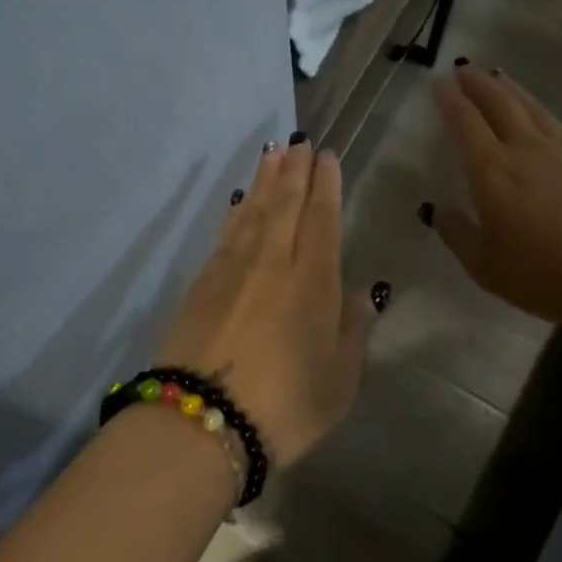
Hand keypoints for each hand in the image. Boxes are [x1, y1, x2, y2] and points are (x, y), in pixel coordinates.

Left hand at [158, 142, 373, 465]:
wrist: (201, 420)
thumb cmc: (285, 406)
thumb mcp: (338, 380)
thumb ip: (351, 330)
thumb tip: (359, 292)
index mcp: (312, 281)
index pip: (322, 218)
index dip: (326, 185)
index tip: (326, 156)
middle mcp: (272, 262)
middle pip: (286, 204)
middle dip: (295, 169)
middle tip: (300, 141)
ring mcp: (232, 268)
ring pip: (254, 210)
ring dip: (266, 179)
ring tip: (273, 153)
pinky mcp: (202, 281)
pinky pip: (226, 231)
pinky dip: (237, 210)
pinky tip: (241, 200)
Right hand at [427, 66, 561, 333]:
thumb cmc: (549, 275)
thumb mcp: (487, 268)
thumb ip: (458, 235)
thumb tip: (439, 210)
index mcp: (492, 172)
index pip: (465, 123)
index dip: (450, 101)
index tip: (439, 84)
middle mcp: (525, 149)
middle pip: (498, 103)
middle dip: (477, 84)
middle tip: (463, 69)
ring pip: (530, 107)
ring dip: (509, 89)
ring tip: (496, 77)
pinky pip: (556, 123)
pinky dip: (540, 110)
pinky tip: (540, 115)